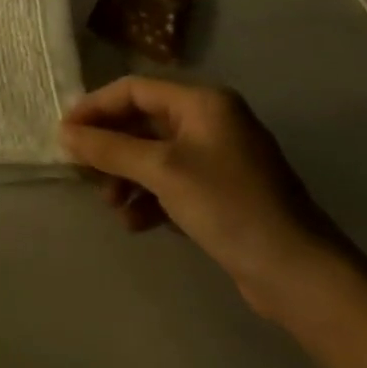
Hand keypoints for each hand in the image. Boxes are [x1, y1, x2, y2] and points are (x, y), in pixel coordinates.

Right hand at [59, 76, 348, 318]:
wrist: (302, 277)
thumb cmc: (229, 205)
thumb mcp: (161, 171)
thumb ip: (109, 148)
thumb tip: (64, 133)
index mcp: (203, 103)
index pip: (133, 90)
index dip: (95, 107)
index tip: (65, 132)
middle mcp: (211, 122)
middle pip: (142, 123)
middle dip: (111, 148)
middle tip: (82, 169)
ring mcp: (219, 160)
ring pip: (154, 155)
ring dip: (126, 177)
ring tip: (110, 204)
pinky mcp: (223, 194)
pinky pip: (172, 182)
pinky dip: (149, 197)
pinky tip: (134, 222)